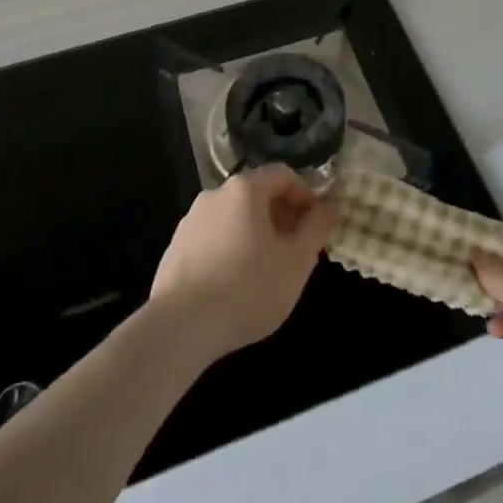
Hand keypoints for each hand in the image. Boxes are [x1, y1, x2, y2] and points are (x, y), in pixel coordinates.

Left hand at [148, 166, 336, 362]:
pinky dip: (231, 249)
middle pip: (257, 194)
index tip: (317, 223)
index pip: (283, 174)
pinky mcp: (175, 248)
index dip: (306, 194)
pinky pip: (213, 239)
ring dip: (256, 234)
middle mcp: (214, 195)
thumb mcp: (297, 261)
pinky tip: (236, 284)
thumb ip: (317, 227)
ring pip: (234, 218)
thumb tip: (328, 205)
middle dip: (282, 216)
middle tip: (296, 249)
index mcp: (245, 189)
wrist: (180, 328)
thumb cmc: (248, 288)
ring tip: (268, 270)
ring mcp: (190, 221)